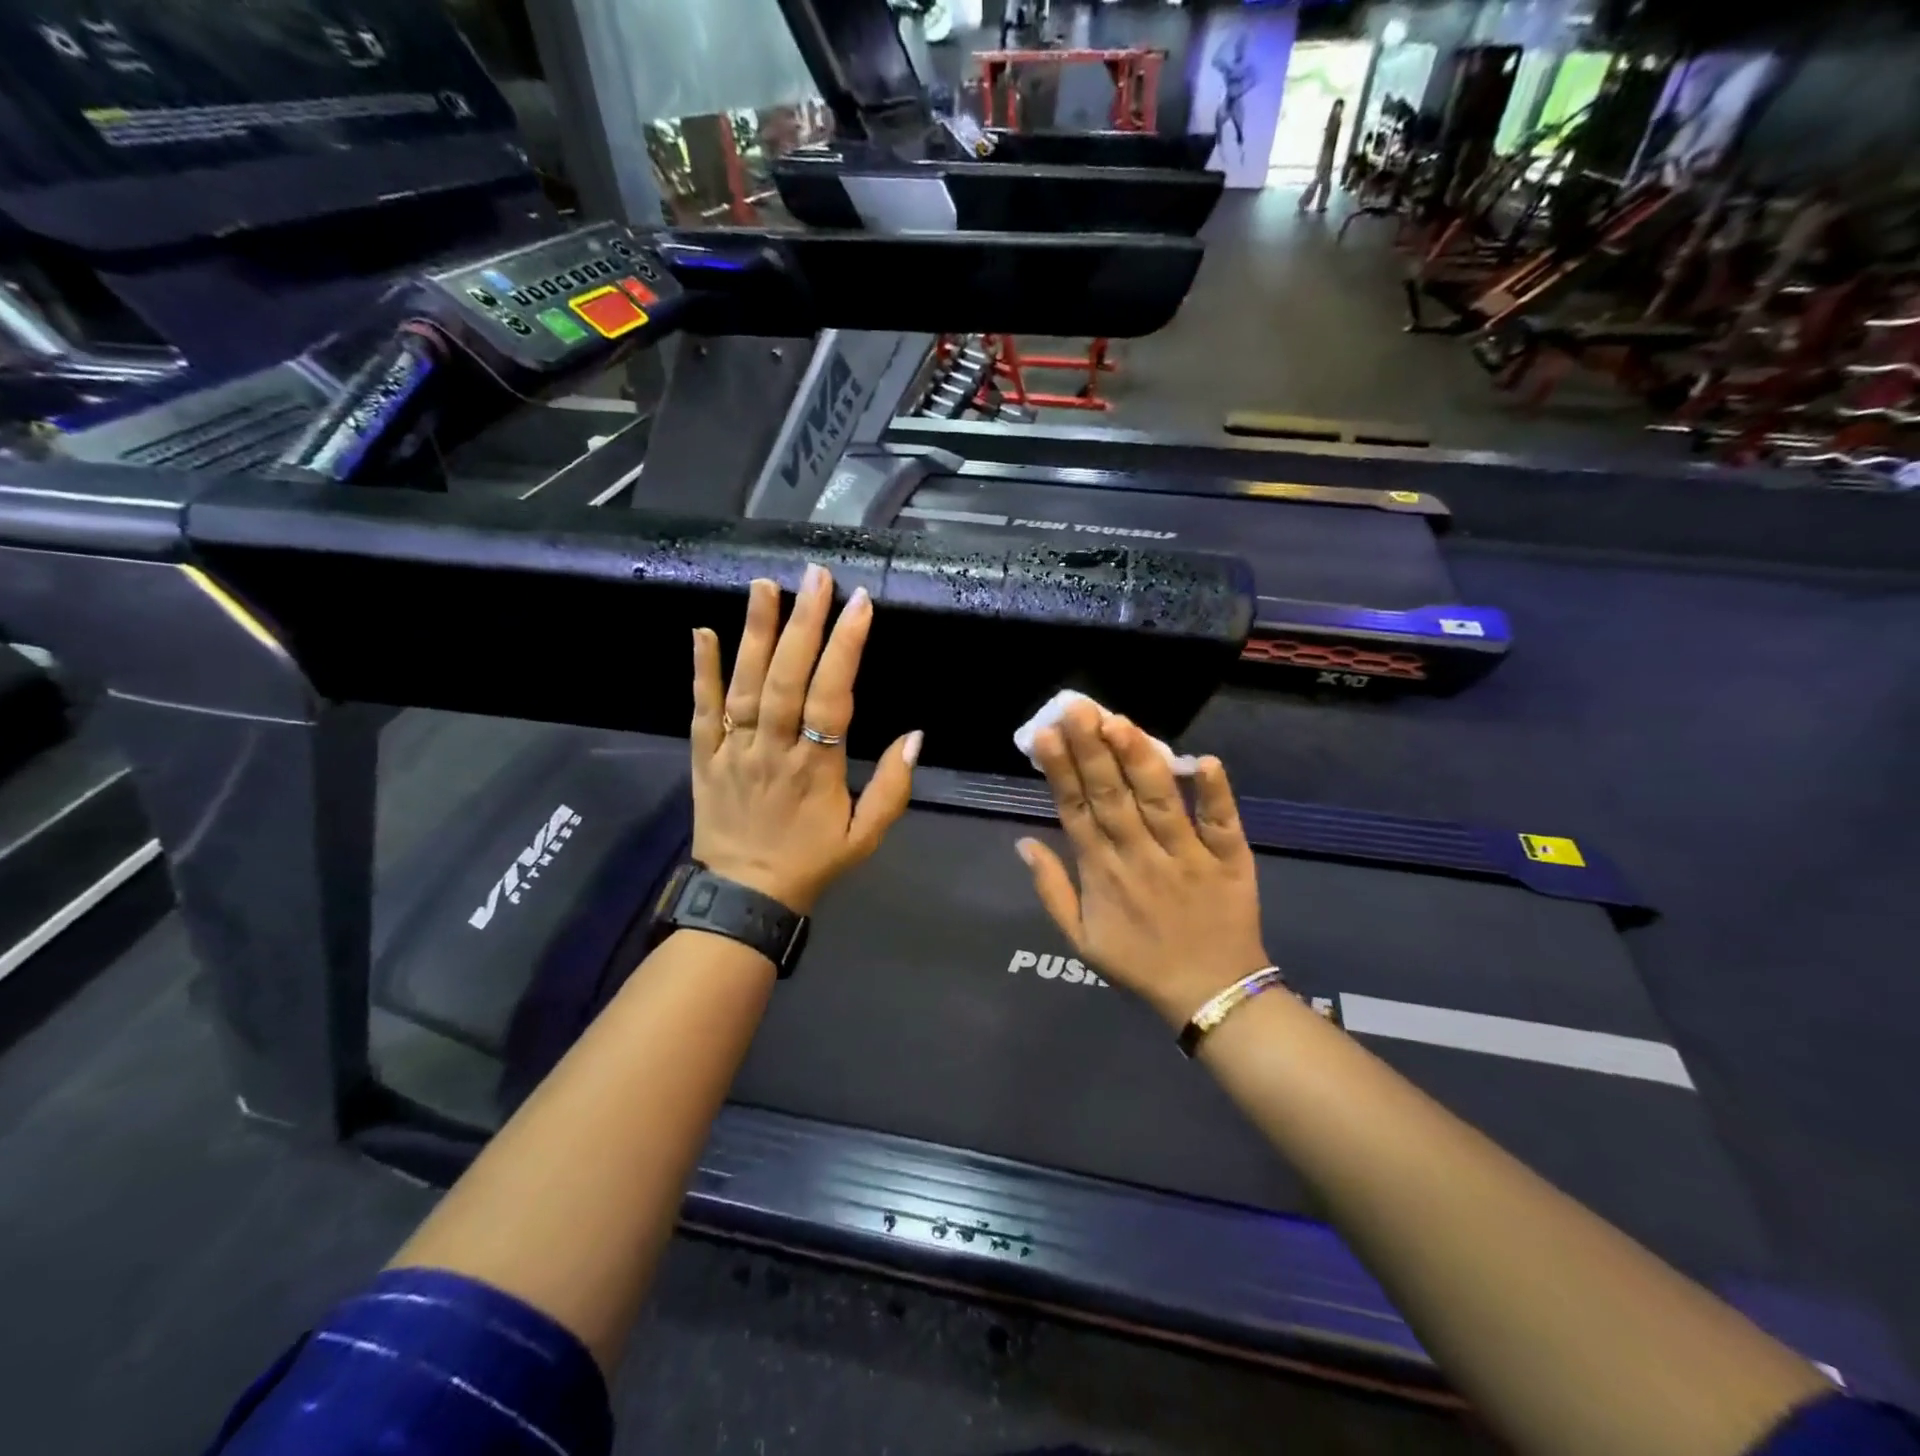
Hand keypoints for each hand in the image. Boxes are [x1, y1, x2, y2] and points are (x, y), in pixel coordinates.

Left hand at [691, 566, 920, 914]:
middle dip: (803, 624)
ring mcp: (734, 750)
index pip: (832, 697)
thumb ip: (893, 787)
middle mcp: (772, 749)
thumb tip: (915, 735)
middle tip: (815, 576)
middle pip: (787, 679)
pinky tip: (702, 631)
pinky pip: (702, 709)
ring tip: (765, 586)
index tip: (859, 605)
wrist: (744, 897)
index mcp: (816, 768)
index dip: (846, 649)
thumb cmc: (811, 862)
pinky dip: (701, 670)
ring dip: (755, 633)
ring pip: (744, 684)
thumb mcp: (866, 837)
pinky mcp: (705, 756)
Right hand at [1018, 701, 1268, 1028]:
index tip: (1045, 734)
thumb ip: (1052, 889)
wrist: (1211, 996)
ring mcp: (1187, 857)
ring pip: (1159, 802)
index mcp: (1102, 873)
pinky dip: (1216, 793)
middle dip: (1091, 750)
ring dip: (1140, 761)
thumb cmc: (1140, 964)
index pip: (1075, 811)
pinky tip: (1205, 760)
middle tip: (1077, 708)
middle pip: (1112, 796)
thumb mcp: (1080, 939)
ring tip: (1120, 722)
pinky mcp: (1229, 861)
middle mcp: (1140, 857)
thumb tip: (1023, 843)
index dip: (1060, 771)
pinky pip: (1222, 824)